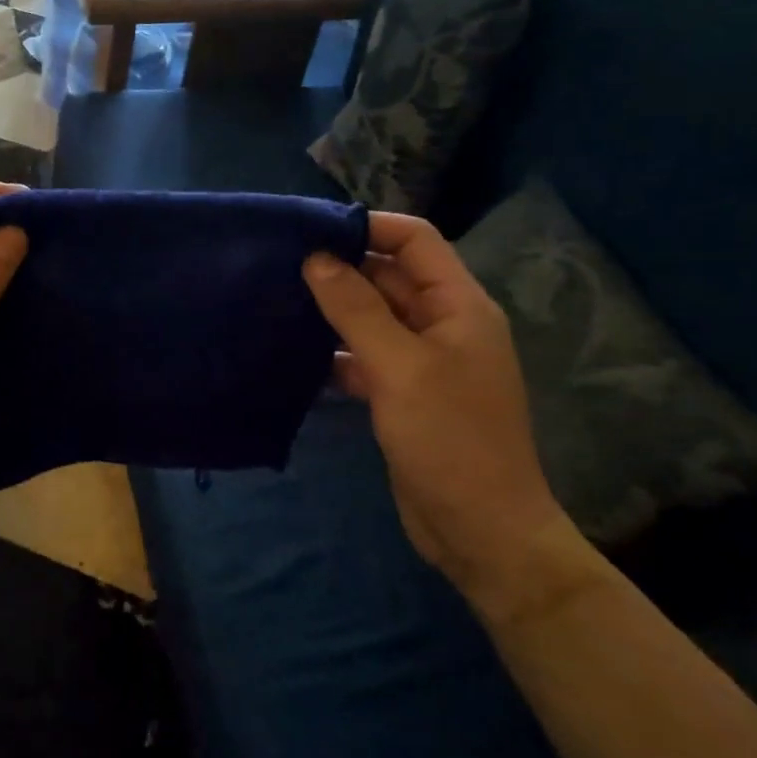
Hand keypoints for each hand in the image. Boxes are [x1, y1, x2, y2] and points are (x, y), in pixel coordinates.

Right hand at [303, 213, 575, 606]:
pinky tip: (292, 351)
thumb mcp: (399, 367)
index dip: (370, 226)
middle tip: (279, 263)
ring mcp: (421, 360)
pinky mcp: (400, 392)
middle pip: (388, 276)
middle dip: (340, 267)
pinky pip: (362, 354)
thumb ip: (355, 308)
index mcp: (458, 306)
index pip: (416, 240)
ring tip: (276, 299)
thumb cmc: (449, 439)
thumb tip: (314, 258)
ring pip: (370, 316)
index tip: (312, 229)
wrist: (480, 531)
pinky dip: (332, 350)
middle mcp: (441, 324)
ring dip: (331, 308)